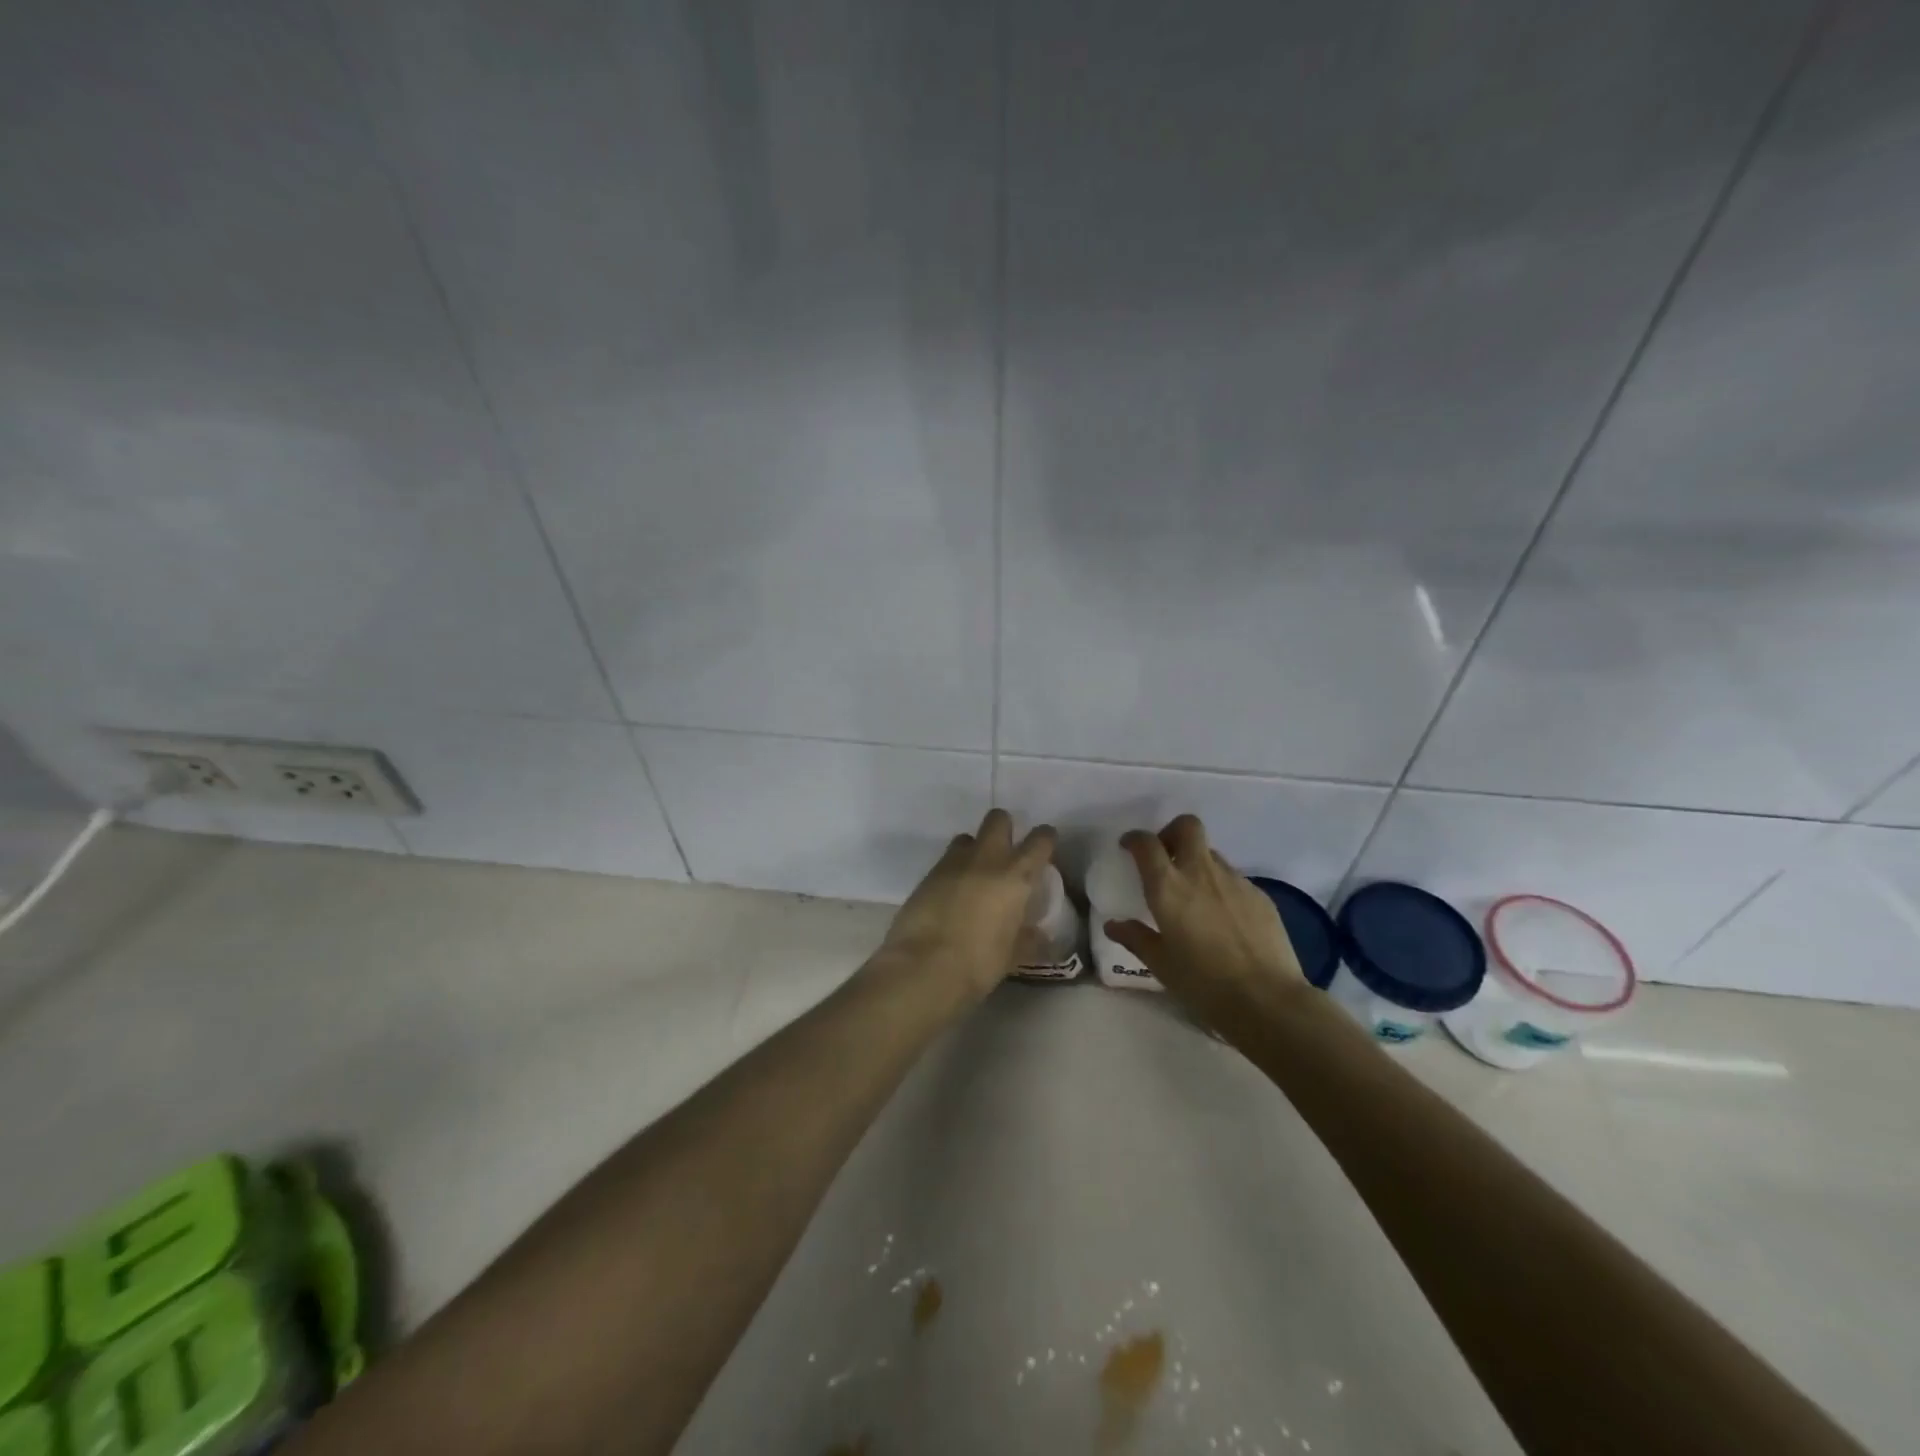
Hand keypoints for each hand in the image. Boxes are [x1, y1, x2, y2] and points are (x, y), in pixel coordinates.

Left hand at [874, 809, 1057, 1002]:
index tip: (1045, 846)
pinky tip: (951, 894)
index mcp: (1015, 876)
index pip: (1039, 840)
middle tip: (1006, 852)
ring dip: (975, 849)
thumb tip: (1039, 935)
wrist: (923, 966)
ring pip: (967, 837)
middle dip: (1004, 828)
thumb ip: (1028, 939)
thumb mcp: (1012, 955)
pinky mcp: (927, 874)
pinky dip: (953, 870)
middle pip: (998, 819)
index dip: (1045, 839)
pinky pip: (946, 860)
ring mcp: (953, 863)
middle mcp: (986, 858)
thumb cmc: (978, 963)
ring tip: (975, 874)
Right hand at [1103, 814, 1306, 1019]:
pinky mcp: (1260, 895)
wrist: (1267, 1000)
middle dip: (1172, 832)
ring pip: (1211, 854)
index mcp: (1168, 887)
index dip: (1134, 839)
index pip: (1146, 843)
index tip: (1129, 848)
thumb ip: (1135, 938)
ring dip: (1198, 863)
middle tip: (1165, 857)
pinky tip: (1223, 918)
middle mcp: (1200, 873)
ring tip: (1195, 895)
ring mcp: (1235, 881)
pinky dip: (1222, 887)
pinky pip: (1234, 879)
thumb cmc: (1203, 983)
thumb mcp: (1160, 964)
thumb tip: (1114, 925)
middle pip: (1187, 827)